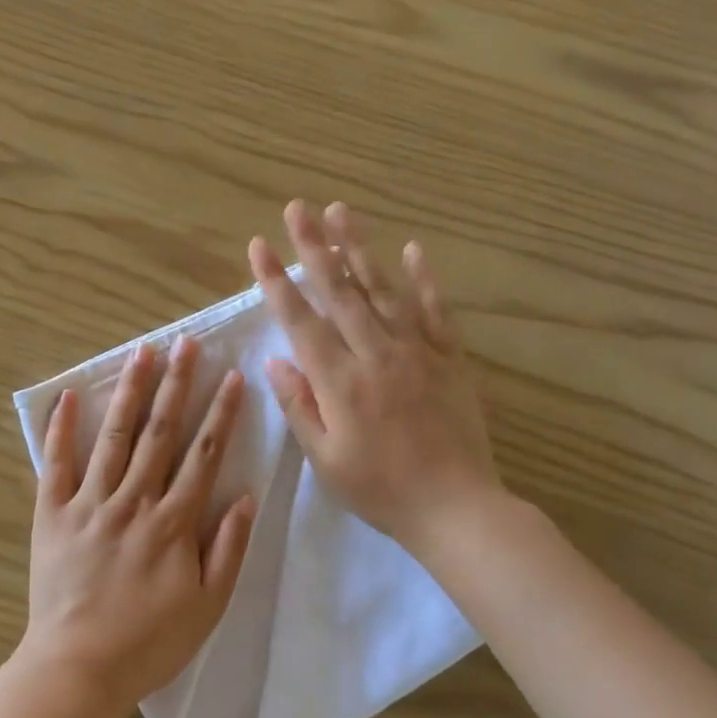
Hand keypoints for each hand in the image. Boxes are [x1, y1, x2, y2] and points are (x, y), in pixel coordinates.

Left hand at [23, 337, 256, 715]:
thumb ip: (228, 549)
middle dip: (177, 384)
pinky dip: (63, 429)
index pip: (203, 456)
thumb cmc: (149, 641)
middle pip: (160, 433)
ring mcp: (89, 503)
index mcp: (172, 523)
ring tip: (141, 352)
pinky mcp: (53, 514)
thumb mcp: (207, 606)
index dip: (221, 414)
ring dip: (130, 392)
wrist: (78, 668)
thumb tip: (245, 496)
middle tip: (186, 344)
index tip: (231, 377)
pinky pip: (57, 464)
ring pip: (114, 437)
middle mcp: (133, 501)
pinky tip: (71, 395)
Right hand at [249, 199, 502, 554]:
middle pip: (340, 291)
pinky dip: (424, 279)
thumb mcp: (325, 458)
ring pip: (383, 290)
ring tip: (341, 211)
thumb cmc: (380, 490)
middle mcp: (376, 355)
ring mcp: (417, 352)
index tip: (259, 246)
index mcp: (340, 381)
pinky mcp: (450, 359)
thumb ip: (300, 404)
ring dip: (359, 248)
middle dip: (314, 247)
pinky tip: (413, 249)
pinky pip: (436, 311)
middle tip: (297, 208)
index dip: (276, 281)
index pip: (301, 320)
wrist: (457, 509)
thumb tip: (276, 360)